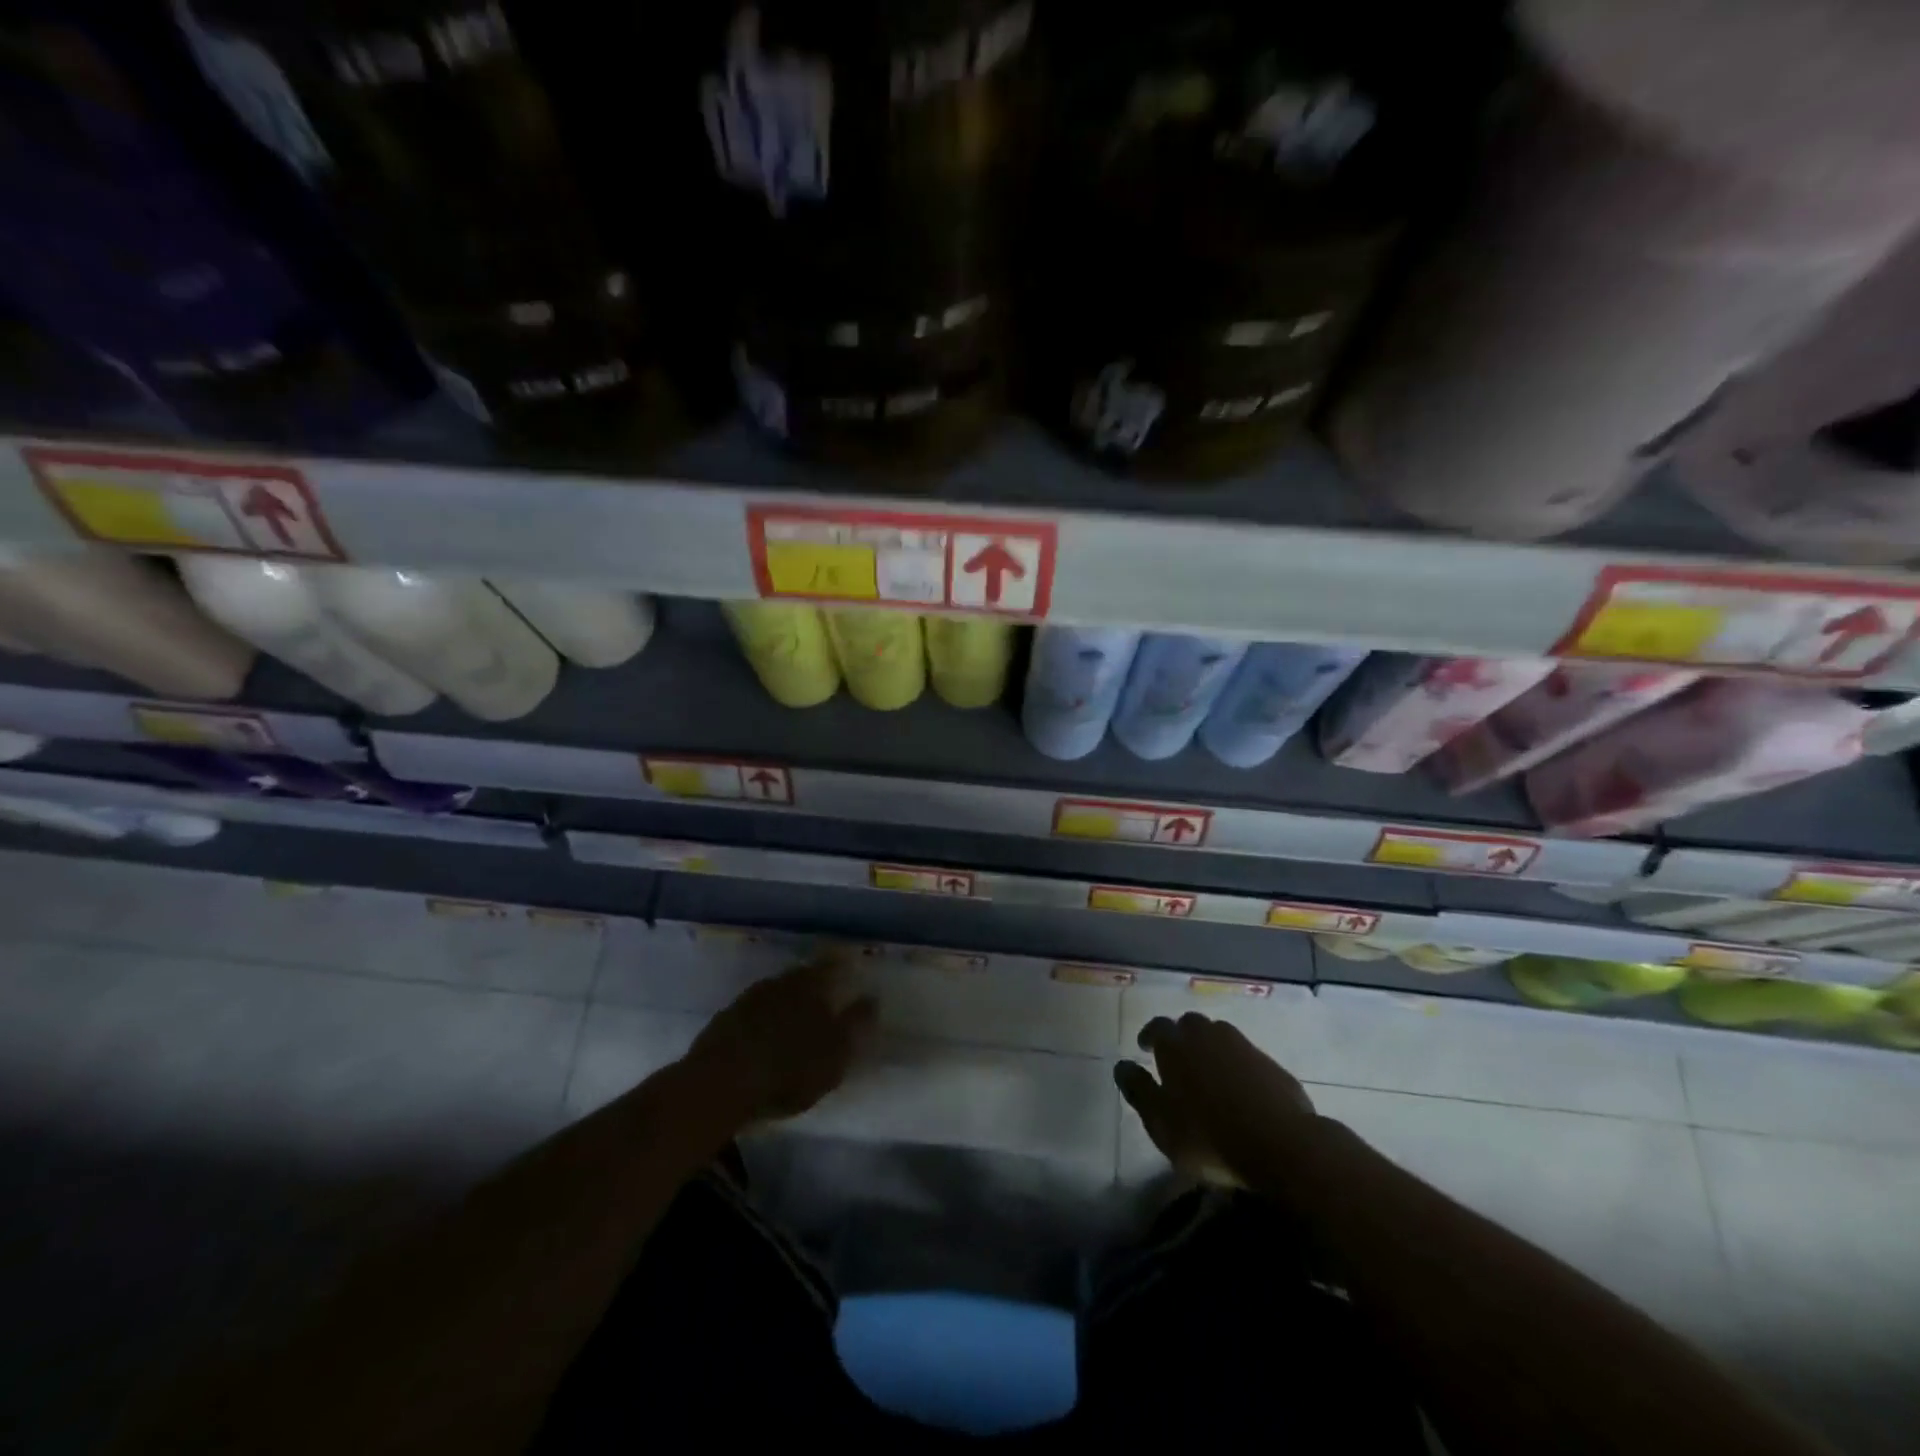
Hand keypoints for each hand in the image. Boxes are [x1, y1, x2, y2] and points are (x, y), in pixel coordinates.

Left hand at [680, 956, 876, 1127]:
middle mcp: (778, 982)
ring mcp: (747, 1000)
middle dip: (812, 987)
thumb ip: (856, 1024)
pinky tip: (764, 1040)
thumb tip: (872, 998)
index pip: (830, 966)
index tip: (848, 969)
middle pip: (801, 978)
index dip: (841, 966)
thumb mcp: (835, 1053)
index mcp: (810, 985)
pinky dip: (762, 1022)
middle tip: (823, 1001)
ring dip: (785, 1004)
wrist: (718, 1086)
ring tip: (794, 1024)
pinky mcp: (722, 1022)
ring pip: (775, 994)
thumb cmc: (789, 1069)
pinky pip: (752, 1014)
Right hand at [1115, 1012, 1317, 1185]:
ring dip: (1209, 1045)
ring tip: (1207, 1069)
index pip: (1157, 1027)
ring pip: (1219, 1034)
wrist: (1281, 1144)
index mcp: (1176, 1045)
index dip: (1149, 1035)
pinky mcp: (1270, 1063)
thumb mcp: (1161, 1123)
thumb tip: (1120, 1066)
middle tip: (1177, 1058)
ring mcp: (1242, 1046)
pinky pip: (1245, 1054)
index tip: (1145, 1048)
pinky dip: (1236, 1063)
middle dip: (1180, 1036)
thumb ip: (1139, 1091)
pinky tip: (1238, 1086)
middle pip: (1190, 1024)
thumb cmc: (1209, 1136)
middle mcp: (1207, 1035)